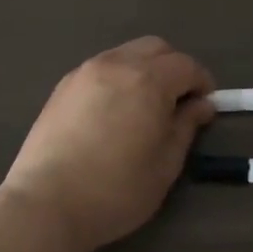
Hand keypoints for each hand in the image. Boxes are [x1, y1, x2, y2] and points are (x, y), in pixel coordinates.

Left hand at [0, 37, 214, 251]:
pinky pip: (102, 67)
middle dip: (174, 67)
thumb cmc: (116, 190)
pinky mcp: (64, 84)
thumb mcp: (165, 165)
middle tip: (178, 101)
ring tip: (145, 105)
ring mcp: (86, 71)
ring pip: (126, 53)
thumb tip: (201, 105)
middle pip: (156, 47)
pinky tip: (114, 110)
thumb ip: (186, 126)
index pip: (185, 65)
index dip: (202, 81)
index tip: (206, 105)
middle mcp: (118, 63)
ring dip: (145, 69)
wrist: (46, 203)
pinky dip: (119, 77)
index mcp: (148, 80)